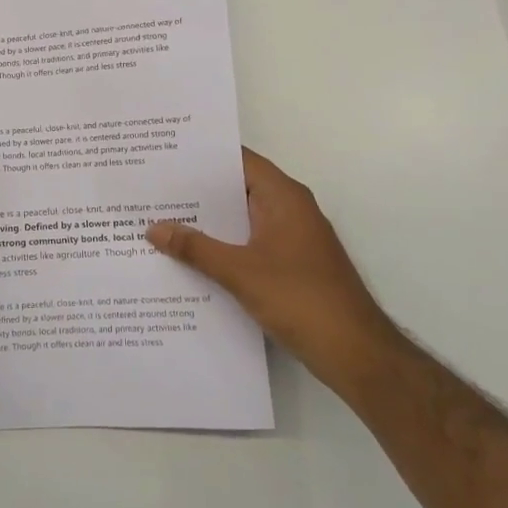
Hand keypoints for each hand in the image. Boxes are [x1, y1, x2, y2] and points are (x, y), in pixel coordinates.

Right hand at [147, 148, 400, 393]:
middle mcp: (289, 209)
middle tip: (152, 188)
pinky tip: (189, 258)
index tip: (164, 154)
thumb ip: (196, 248)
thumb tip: (154, 228)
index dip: (202, 156)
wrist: (355, 353)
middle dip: (197, 191)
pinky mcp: (290, 265)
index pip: (238, 160)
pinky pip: (248, 244)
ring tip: (160, 219)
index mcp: (283, 197)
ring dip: (208, 222)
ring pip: (241, 219)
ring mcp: (292, 238)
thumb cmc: (301, 299)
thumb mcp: (240, 272)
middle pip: (237, 189)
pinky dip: (222, 246)